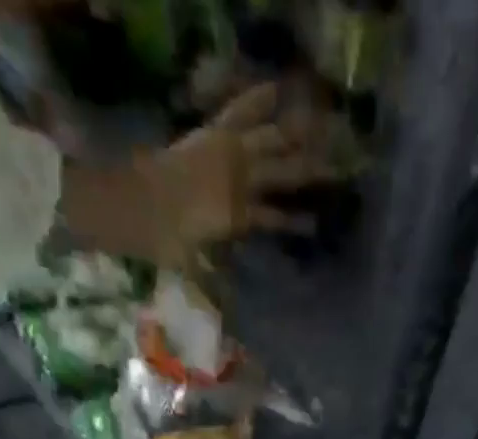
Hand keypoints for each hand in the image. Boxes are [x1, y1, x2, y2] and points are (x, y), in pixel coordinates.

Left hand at [137, 82, 338, 266]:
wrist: (136, 203)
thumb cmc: (164, 240)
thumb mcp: (192, 267)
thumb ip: (215, 284)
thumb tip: (230, 310)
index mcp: (239, 216)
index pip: (277, 219)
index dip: (299, 223)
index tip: (320, 224)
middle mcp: (241, 183)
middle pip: (284, 174)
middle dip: (313, 172)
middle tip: (341, 168)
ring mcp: (228, 154)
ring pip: (271, 140)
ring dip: (295, 134)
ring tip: (321, 126)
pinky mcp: (212, 134)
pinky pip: (238, 112)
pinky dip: (255, 99)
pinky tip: (275, 88)